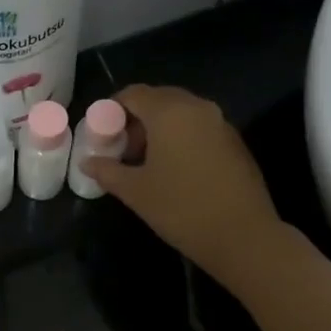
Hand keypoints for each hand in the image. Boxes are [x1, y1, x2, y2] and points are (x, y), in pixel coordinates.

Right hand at [81, 84, 284, 284]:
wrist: (243, 236)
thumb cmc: (181, 209)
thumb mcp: (136, 192)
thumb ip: (108, 171)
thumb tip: (88, 162)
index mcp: (170, 112)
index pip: (133, 94)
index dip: (112, 110)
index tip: (101, 134)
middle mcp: (198, 107)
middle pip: (159, 99)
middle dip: (136, 119)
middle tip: (121, 149)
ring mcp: (221, 123)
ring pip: (181, 113)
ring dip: (159, 129)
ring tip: (145, 162)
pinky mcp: (235, 142)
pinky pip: (200, 128)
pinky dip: (181, 138)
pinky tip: (175, 170)